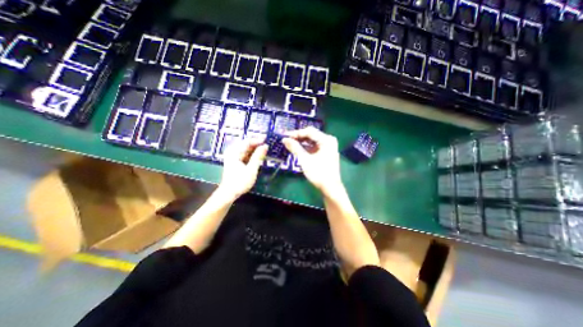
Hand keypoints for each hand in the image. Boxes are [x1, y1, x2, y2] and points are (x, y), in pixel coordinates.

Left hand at [217, 138, 267, 198]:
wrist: (229, 193)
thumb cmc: (240, 182)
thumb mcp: (251, 169)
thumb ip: (258, 156)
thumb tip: (265, 146)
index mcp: (234, 152)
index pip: (247, 141)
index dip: (257, 139)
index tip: (267, 139)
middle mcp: (232, 152)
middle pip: (246, 144)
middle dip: (257, 143)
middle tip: (267, 143)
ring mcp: (233, 156)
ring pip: (246, 149)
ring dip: (255, 149)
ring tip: (265, 149)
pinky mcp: (235, 161)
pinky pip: (245, 154)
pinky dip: (252, 154)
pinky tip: (258, 155)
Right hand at [284, 126, 342, 193]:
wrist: (330, 187)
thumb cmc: (318, 173)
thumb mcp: (305, 160)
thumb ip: (295, 148)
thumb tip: (284, 139)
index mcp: (326, 140)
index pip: (309, 131)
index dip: (296, 133)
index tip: (284, 136)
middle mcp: (329, 140)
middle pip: (311, 135)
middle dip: (298, 137)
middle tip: (286, 140)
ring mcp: (329, 146)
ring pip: (312, 140)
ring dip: (302, 142)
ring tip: (290, 144)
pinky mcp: (327, 152)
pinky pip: (315, 146)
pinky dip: (306, 147)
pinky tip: (298, 148)